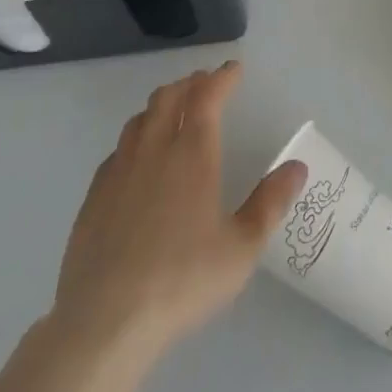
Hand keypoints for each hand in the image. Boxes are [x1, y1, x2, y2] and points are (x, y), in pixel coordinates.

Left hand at [49, 61, 305, 360]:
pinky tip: (138, 159)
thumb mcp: (241, 247)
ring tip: (173, 111)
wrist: (104, 322)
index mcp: (192, 153)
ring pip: (139, 119)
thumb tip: (297, 167)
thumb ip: (271, 203)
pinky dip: (135, 138)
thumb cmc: (182, 280)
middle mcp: (154, 150)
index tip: (234, 69)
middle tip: (205, 84)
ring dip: (160, 105)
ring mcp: (118, 171)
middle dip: (190, 83)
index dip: (222, 78)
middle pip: (169, 97)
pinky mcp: (93, 197)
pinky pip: (117, 150)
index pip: (208, 96)